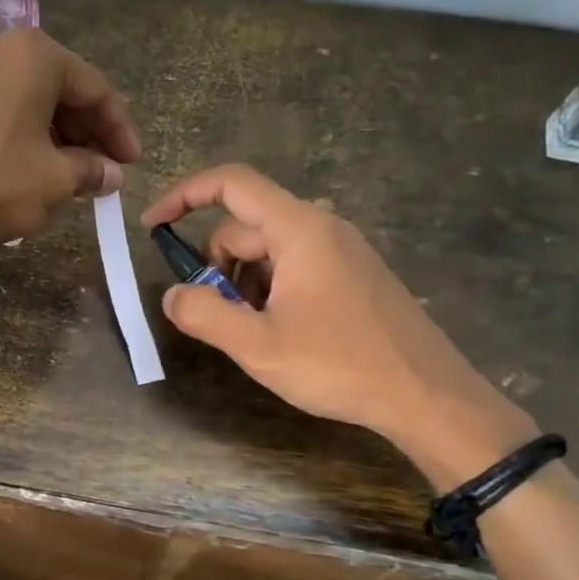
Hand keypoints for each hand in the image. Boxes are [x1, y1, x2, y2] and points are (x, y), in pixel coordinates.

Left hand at [0, 28, 139, 270]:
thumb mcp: (54, 182)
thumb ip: (90, 171)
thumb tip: (110, 173)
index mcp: (32, 55)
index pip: (93, 88)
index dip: (118, 129)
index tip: (131, 164)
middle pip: (54, 89)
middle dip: (82, 133)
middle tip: (99, 171)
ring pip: (18, 103)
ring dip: (48, 138)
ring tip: (63, 177)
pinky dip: (12, 139)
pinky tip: (17, 173)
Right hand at [143, 164, 536, 486]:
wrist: (426, 395)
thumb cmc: (340, 366)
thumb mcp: (258, 347)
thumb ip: (204, 316)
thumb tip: (173, 295)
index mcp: (299, 229)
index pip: (231, 184)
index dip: (184, 196)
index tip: (152, 227)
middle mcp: (322, 227)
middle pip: (245, 226)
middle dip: (216, 267)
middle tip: (216, 319)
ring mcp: (342, 250)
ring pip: (268, 250)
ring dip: (242, 283)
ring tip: (253, 333)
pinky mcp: (353, 275)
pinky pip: (294, 266)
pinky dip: (269, 290)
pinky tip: (281, 333)